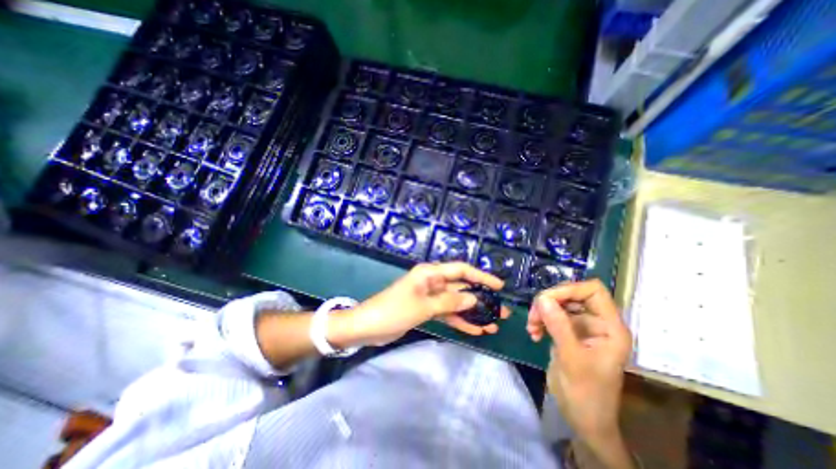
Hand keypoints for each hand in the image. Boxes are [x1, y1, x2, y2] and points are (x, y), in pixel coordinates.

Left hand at [333, 261, 509, 345]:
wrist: (367, 326)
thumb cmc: (393, 310)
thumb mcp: (423, 306)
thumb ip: (449, 302)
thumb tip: (473, 300)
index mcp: (430, 273)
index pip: (461, 270)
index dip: (481, 276)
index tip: (499, 286)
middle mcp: (432, 281)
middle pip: (461, 288)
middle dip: (481, 299)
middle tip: (501, 311)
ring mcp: (430, 297)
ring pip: (456, 303)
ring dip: (472, 313)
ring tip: (493, 324)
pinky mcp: (426, 310)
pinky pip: (447, 313)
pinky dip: (459, 321)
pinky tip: (475, 330)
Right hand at [528, 280, 627, 444]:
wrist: (583, 419)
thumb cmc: (586, 394)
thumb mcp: (572, 359)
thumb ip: (558, 326)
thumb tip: (542, 298)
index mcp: (610, 327)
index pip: (593, 291)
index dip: (569, 289)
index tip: (545, 299)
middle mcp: (597, 322)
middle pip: (572, 295)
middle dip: (550, 302)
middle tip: (534, 315)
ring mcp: (581, 327)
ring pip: (558, 304)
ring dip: (541, 312)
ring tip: (531, 327)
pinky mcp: (568, 333)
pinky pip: (551, 316)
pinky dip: (540, 321)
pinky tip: (533, 333)